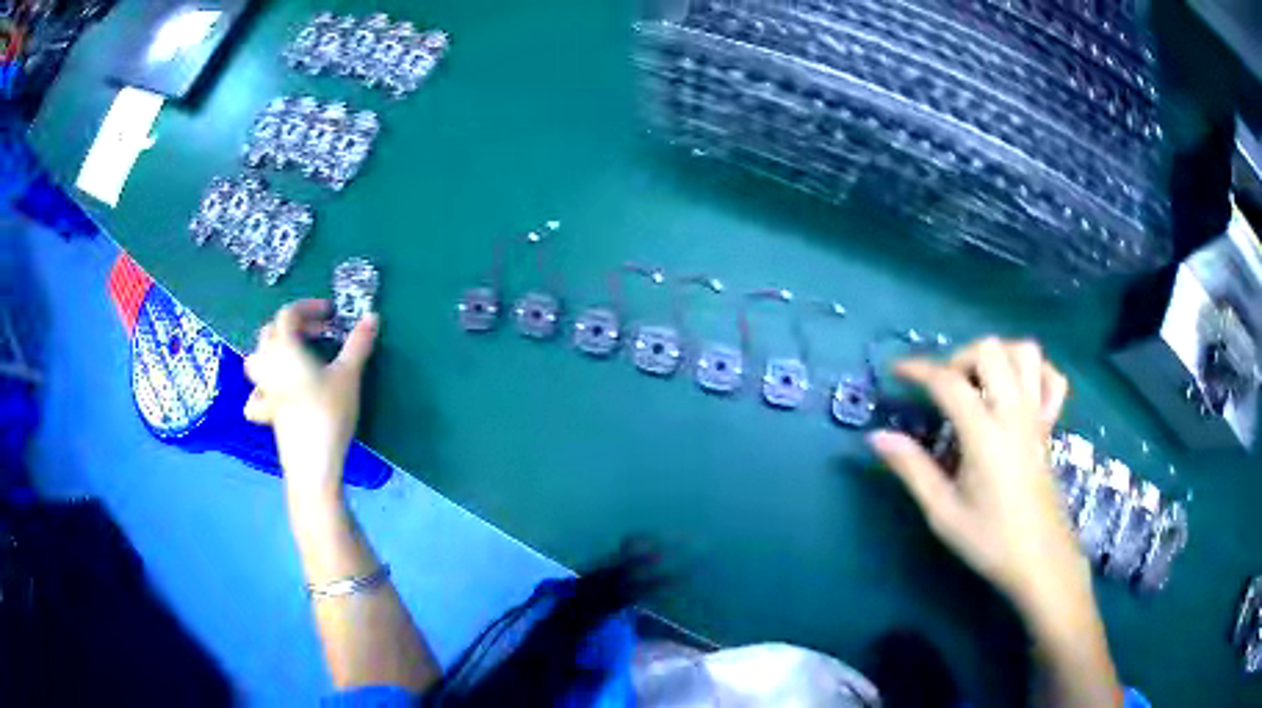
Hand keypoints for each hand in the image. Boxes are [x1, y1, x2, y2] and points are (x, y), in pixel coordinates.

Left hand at [243, 300, 378, 497]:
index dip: (309, 307)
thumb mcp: (349, 375)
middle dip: (294, 325)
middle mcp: (269, 364)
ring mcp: (264, 390)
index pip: (288, 313)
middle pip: (271, 332)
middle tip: (319, 333)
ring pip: (257, 358)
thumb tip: (372, 316)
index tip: (332, 314)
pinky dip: (264, 388)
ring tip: (294, 357)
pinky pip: (256, 394)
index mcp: (285, 348)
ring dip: (273, 350)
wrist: (312, 462)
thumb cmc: (329, 413)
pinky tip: (277, 395)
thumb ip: (358, 344)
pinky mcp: (266, 413)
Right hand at [868, 337, 1084, 611]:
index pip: (948, 382)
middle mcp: (1014, 412)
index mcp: (984, 434)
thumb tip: (877, 437)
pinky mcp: (1050, 425)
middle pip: (990, 350)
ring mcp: (1037, 415)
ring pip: (1025, 352)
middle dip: (959, 357)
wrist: (1040, 561)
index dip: (917, 369)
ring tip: (978, 383)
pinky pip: (1051, 378)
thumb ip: (911, 469)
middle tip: (943, 388)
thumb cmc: (990, 541)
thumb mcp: (943, 512)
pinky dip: (1033, 373)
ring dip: (997, 357)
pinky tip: (1016, 391)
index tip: (896, 373)